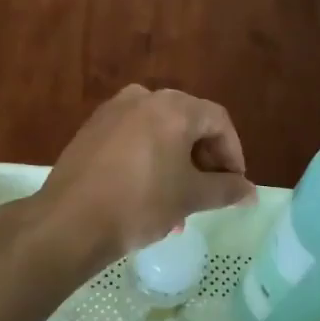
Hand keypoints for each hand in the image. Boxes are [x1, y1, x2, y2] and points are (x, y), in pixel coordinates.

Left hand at [30, 85, 254, 265]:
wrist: (68, 222)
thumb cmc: (140, 204)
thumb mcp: (190, 197)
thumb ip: (226, 189)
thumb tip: (251, 192)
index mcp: (173, 107)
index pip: (218, 121)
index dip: (233, 153)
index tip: (234, 185)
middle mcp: (144, 98)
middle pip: (189, 122)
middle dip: (205, 160)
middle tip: (209, 193)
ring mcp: (113, 111)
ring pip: (160, 132)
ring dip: (178, 164)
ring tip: (179, 205)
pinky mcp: (92, 129)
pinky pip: (134, 138)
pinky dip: (150, 159)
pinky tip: (148, 195)